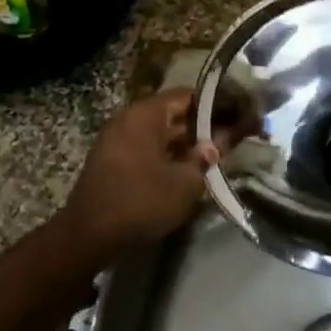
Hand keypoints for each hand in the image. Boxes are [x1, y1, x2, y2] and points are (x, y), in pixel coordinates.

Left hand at [57, 89, 248, 255]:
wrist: (89, 235)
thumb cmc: (141, 201)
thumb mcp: (185, 183)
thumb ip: (205, 159)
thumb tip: (216, 145)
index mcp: (146, 114)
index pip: (189, 96)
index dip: (217, 104)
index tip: (240, 112)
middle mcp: (129, 119)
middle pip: (175, 114)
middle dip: (204, 126)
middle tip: (235, 135)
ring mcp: (118, 140)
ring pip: (162, 134)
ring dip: (188, 143)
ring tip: (219, 153)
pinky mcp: (114, 162)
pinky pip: (149, 149)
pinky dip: (170, 155)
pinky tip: (191, 168)